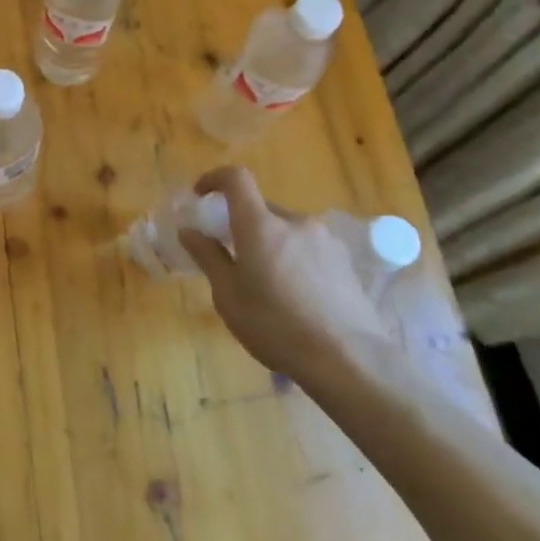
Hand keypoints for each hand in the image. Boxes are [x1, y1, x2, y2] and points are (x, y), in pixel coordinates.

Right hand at [178, 167, 393, 383]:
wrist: (350, 362)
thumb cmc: (276, 326)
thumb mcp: (228, 296)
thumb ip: (208, 257)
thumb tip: (190, 231)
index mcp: (260, 225)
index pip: (236, 178)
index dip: (214, 179)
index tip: (201, 196)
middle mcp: (295, 222)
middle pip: (261, 208)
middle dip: (242, 224)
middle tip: (232, 256)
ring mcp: (325, 240)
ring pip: (286, 230)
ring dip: (270, 243)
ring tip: (267, 283)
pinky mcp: (345, 262)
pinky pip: (308, 248)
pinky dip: (293, 258)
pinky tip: (296, 296)